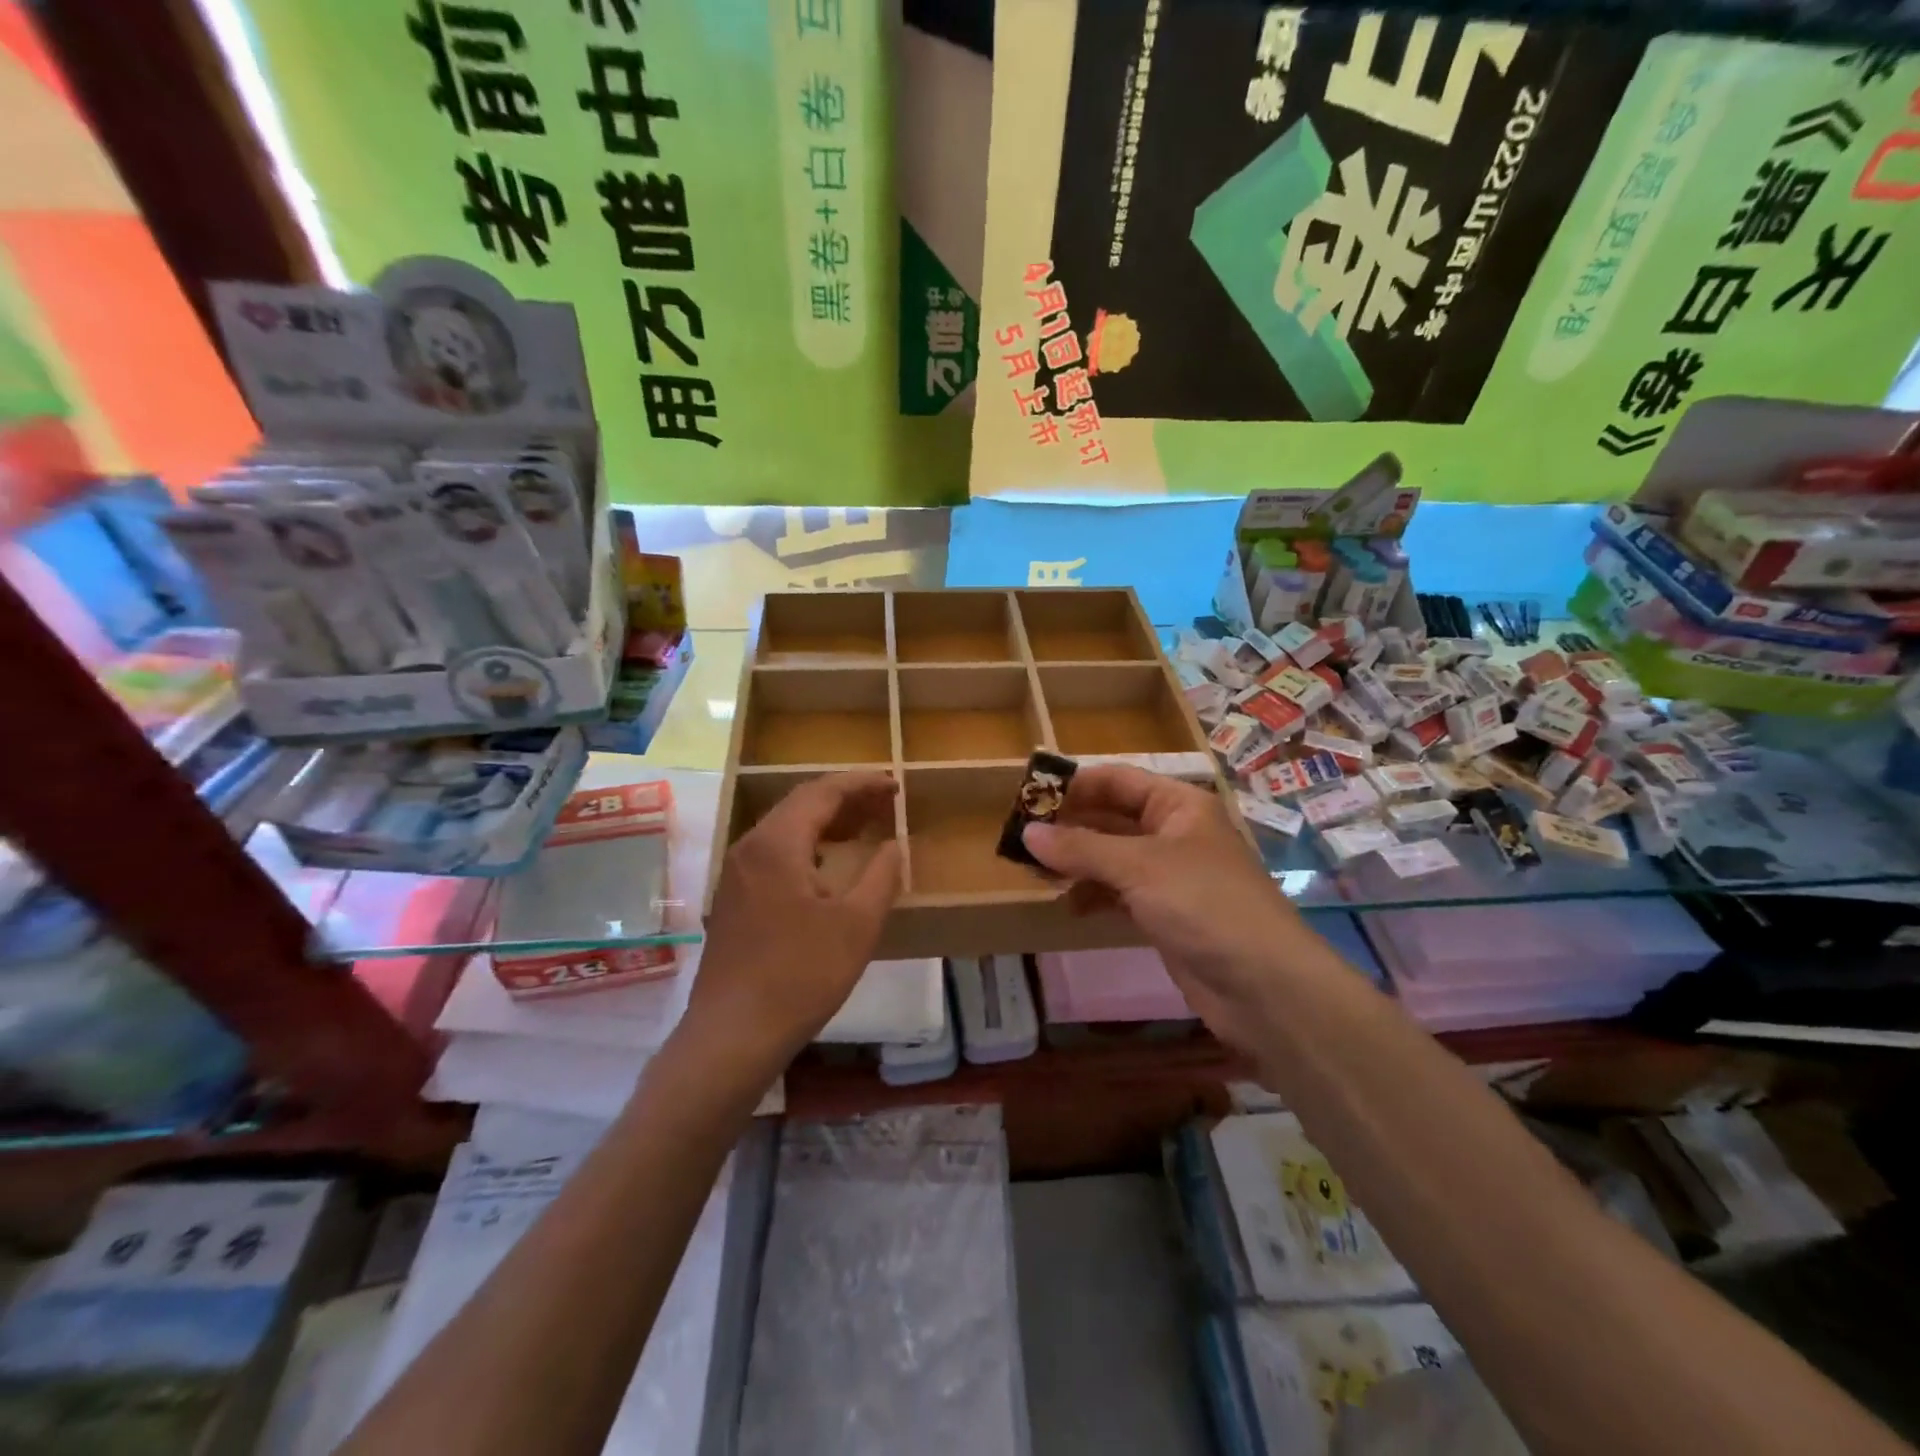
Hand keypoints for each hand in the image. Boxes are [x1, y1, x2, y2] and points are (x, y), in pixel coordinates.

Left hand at [683, 772, 901, 1069]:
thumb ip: (881, 876)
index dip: (862, 784)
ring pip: (786, 829)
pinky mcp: (733, 899)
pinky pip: (775, 853)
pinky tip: (829, 867)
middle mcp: (750, 847)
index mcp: (777, 843)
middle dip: (845, 798)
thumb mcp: (856, 925)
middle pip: (800, 804)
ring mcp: (736, 874)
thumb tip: (894, 845)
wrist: (732, 1035)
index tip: (895, 784)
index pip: (823, 792)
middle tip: (885, 803)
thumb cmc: (800, 975)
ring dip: (826, 822)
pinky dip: (808, 846)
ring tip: (864, 827)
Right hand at [1021, 765, 1309, 1055]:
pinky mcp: (1166, 915)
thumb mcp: (1139, 867)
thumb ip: (1081, 848)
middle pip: (1111, 818)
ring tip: (1036, 873)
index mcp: (1178, 805)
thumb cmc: (1204, 905)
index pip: (1116, 780)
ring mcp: (1171, 876)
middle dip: (1069, 827)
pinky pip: (1120, 894)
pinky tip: (1070, 906)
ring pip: (1112, 858)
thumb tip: (1027, 832)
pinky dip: (1094, 896)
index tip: (1028, 798)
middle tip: (1021, 840)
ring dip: (1077, 864)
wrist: (1264, 987)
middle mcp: (1174, 833)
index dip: (1074, 786)